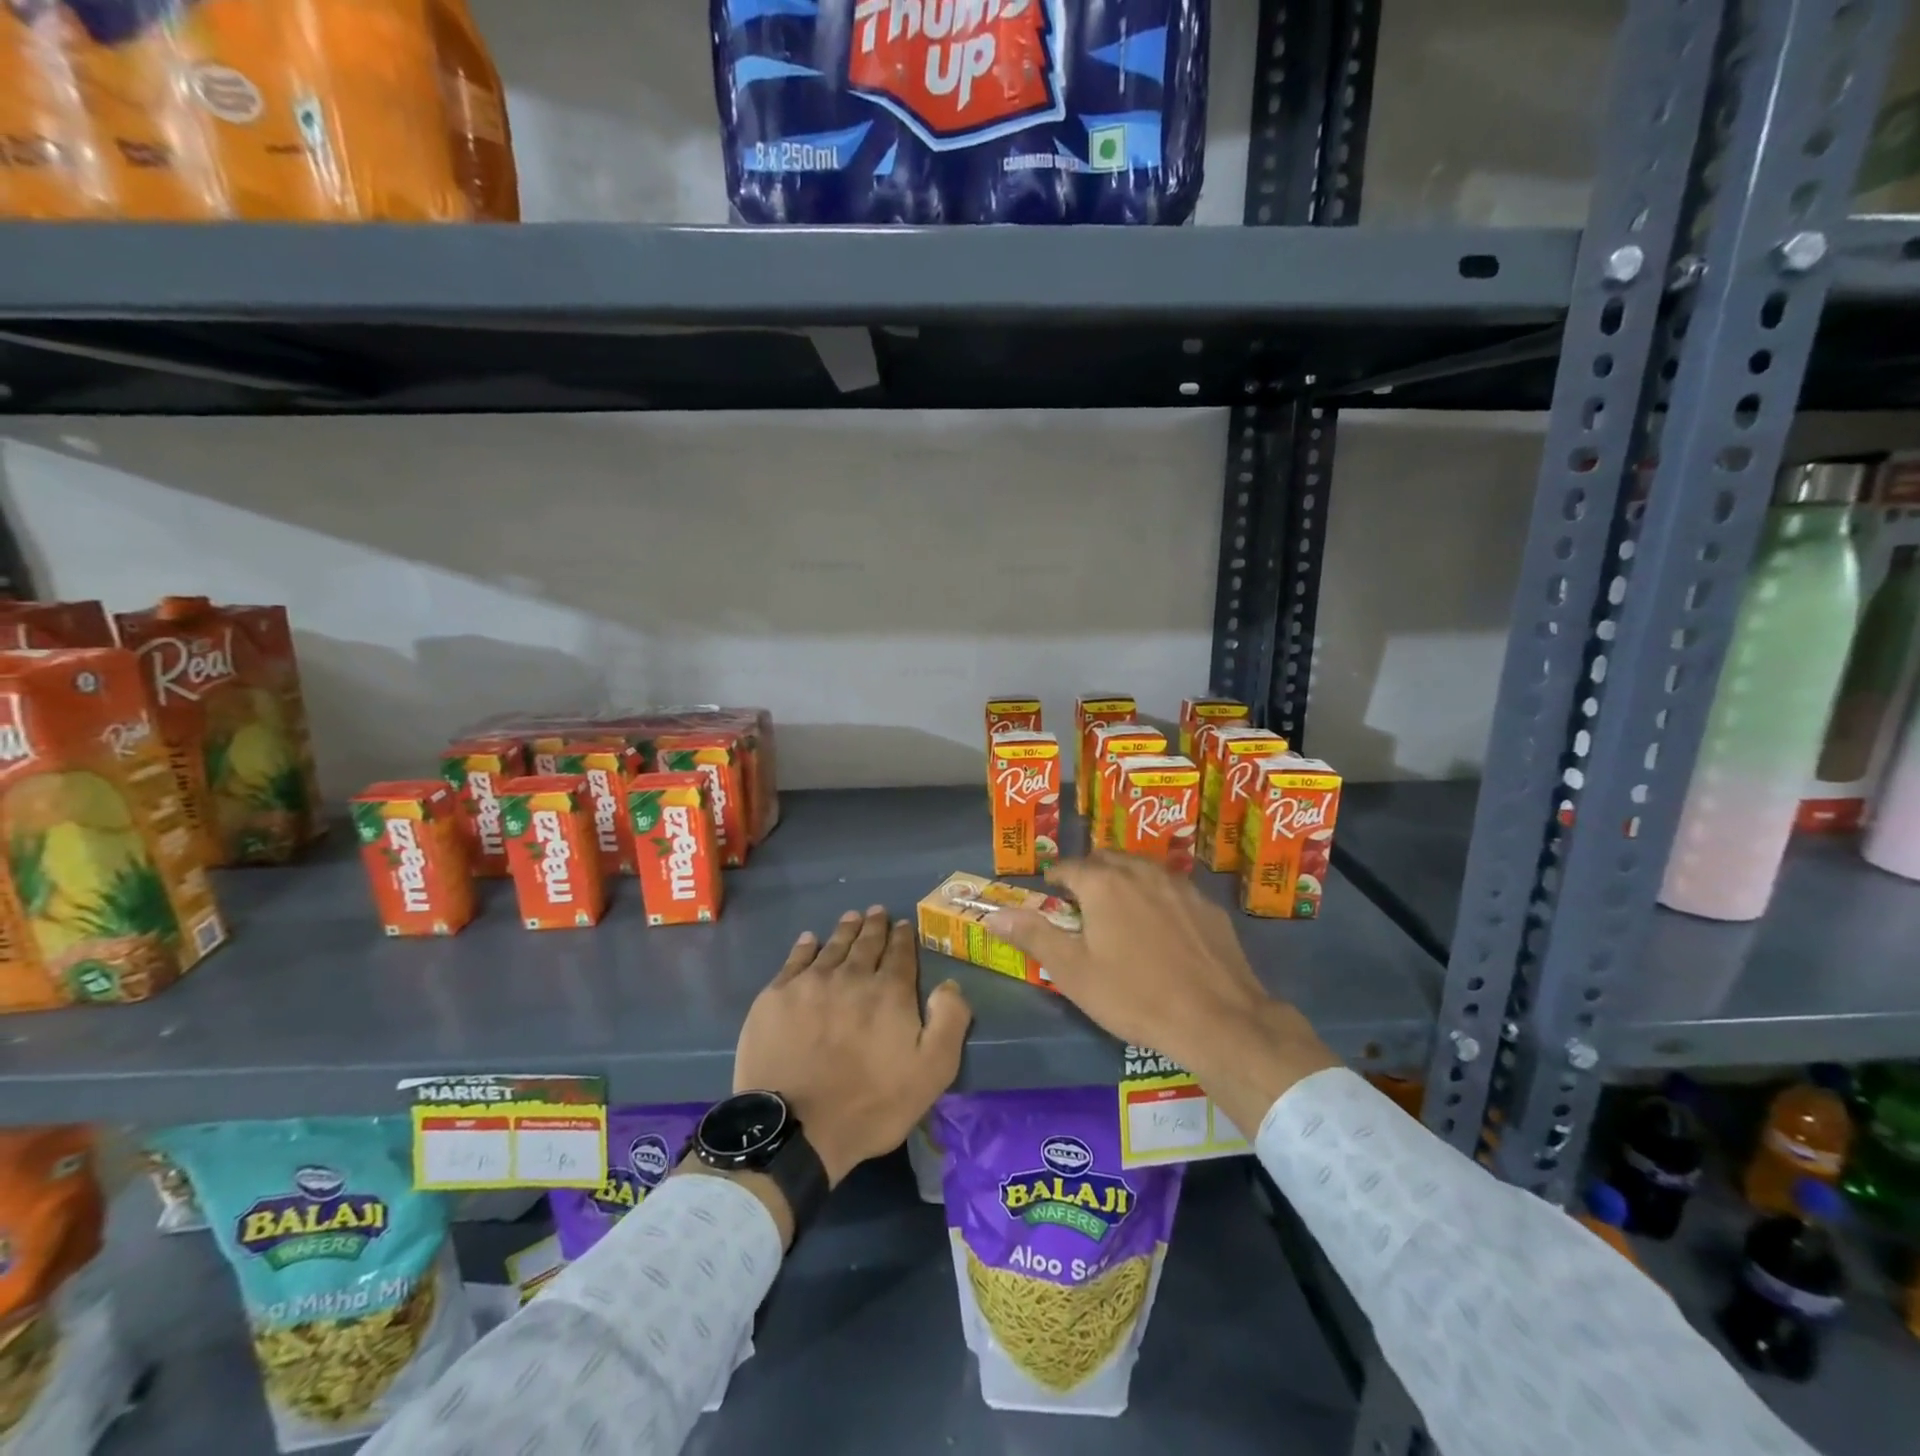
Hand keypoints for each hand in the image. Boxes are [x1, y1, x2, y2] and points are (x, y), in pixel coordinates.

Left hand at [733, 906, 970, 1189]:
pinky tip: (810, 940)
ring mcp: (810, 983)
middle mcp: (852, 976)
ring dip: (845, 930)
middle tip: (877, 912)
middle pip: (866, 943)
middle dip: (875, 926)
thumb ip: (949, 1021)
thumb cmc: (870, 1105)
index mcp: (889, 992)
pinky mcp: (776, 996)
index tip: (903, 924)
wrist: (795, 1129)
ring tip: (852, 917)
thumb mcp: (932, 1072)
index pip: (900, 954)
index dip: (903, 937)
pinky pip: (796, 960)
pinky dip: (806, 946)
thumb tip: (949, 984)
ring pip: (833, 946)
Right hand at [985, 854, 1339, 1134]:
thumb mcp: (1073, 972)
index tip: (1051, 892)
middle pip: (1107, 859)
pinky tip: (1162, 926)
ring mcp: (1179, 885)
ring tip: (1119, 908)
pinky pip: (1173, 888)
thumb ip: (1033, 936)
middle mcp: (1141, 872)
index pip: (1069, 866)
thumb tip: (993, 914)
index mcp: (1103, 883)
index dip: (1056, 878)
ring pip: (1143, 868)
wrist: (1217, 1019)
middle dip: (1090, 873)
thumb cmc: (1134, 995)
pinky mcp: (1207, 905)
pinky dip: (1157, 896)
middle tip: (1082, 901)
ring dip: (1125, 879)